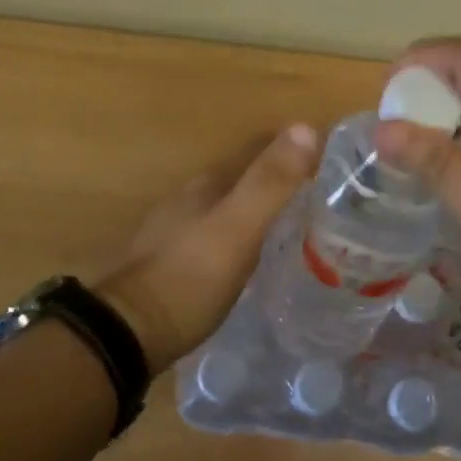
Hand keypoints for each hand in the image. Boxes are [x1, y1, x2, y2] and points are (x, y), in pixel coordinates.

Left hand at [96, 125, 319, 373]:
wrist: (132, 333)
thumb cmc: (190, 277)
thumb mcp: (238, 228)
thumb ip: (269, 182)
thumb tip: (306, 127)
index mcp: (206, 185)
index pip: (254, 151)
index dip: (290, 149)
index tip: (328, 157)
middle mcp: (189, 201)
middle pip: (241, 179)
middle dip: (277, 181)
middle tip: (322, 194)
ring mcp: (177, 233)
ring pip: (228, 209)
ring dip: (260, 210)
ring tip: (297, 225)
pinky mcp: (174, 265)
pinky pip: (219, 238)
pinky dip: (243, 238)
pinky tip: (256, 256)